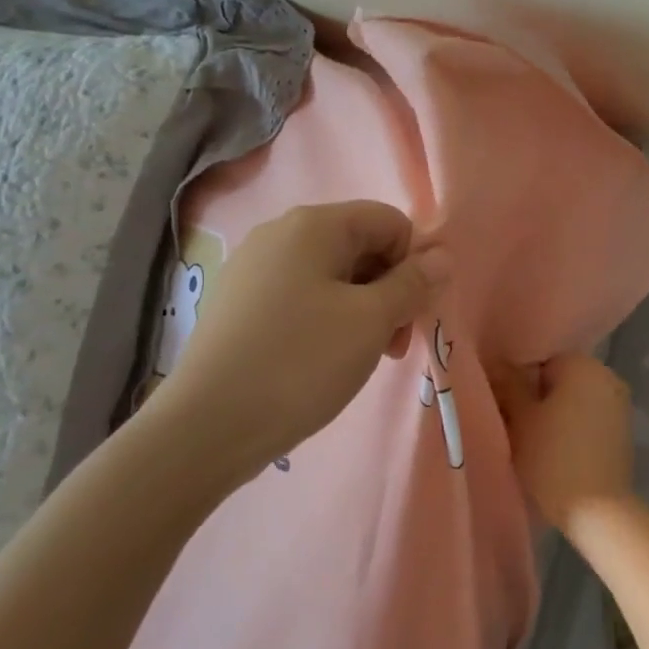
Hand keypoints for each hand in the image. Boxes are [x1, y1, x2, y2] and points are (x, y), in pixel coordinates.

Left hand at [150, 201, 449, 487]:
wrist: (206, 427)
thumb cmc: (301, 363)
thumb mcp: (371, 321)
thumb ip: (413, 283)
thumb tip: (442, 256)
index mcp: (314, 225)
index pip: (390, 221)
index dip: (414, 262)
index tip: (414, 313)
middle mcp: (280, 233)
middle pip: (360, 245)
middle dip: (389, 289)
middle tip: (393, 343)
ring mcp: (253, 268)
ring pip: (332, 275)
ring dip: (362, 309)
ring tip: (363, 357)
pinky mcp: (238, 303)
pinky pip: (300, 296)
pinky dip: (327, 319)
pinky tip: (323, 360)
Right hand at [493, 353, 635, 533]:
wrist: (598, 511)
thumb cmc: (552, 457)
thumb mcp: (520, 419)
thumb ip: (507, 386)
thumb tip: (495, 364)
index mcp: (582, 364)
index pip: (540, 360)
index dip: (517, 382)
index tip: (504, 407)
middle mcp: (607, 375)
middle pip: (559, 379)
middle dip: (536, 397)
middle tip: (514, 425)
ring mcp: (619, 404)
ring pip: (575, 400)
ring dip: (555, 414)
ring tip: (534, 442)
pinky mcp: (623, 431)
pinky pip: (590, 418)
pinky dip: (573, 428)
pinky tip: (558, 453)